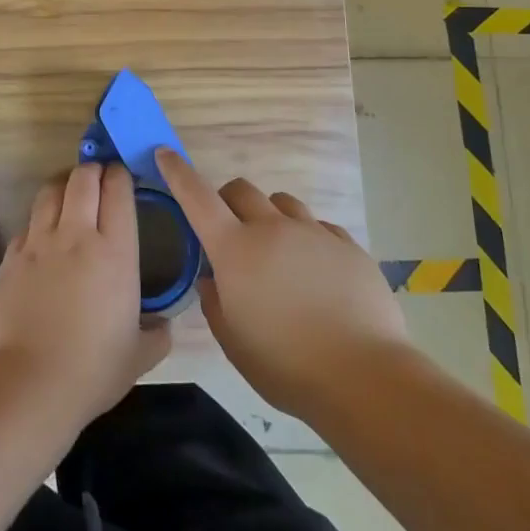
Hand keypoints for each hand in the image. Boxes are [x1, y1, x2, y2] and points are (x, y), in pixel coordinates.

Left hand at [0, 162, 170, 430]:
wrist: (26, 385)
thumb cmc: (91, 370)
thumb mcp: (139, 356)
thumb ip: (157, 333)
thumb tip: (164, 325)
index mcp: (114, 251)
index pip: (118, 190)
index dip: (120, 175)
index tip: (123, 175)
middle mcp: (76, 235)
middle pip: (82, 178)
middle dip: (92, 170)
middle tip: (98, 179)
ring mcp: (38, 243)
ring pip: (50, 191)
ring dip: (63, 186)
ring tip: (69, 195)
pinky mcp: (10, 257)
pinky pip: (27, 225)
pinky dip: (38, 223)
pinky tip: (42, 240)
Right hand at [158, 148, 405, 421]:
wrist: (364, 376)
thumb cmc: (286, 366)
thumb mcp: (233, 342)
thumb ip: (215, 302)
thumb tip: (213, 278)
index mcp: (235, 250)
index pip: (197, 198)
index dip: (178, 173)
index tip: (165, 153)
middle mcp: (272, 229)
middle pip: (241, 190)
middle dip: (228, 201)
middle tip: (231, 232)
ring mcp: (313, 233)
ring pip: (282, 202)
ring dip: (270, 217)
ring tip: (278, 253)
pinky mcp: (347, 245)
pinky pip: (318, 227)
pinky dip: (307, 239)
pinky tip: (316, 273)